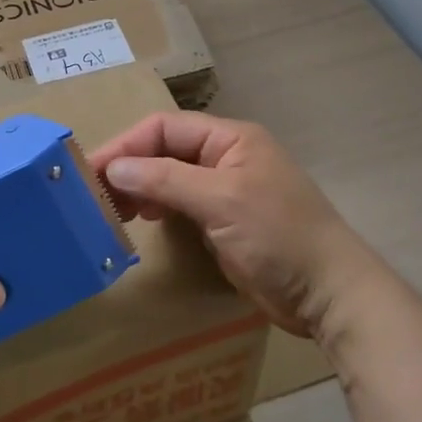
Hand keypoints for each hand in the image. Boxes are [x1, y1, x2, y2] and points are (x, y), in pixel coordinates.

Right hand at [92, 113, 377, 339]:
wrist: (329, 293)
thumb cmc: (279, 236)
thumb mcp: (221, 201)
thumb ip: (166, 180)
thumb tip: (115, 168)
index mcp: (230, 139)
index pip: (165, 128)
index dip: (127, 145)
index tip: (92, 171)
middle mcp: (225, 158)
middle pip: (164, 150)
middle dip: (130, 167)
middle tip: (95, 195)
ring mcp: (225, 191)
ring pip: (170, 178)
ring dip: (141, 188)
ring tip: (113, 209)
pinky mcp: (224, 222)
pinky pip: (181, 205)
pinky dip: (158, 208)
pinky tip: (143, 220)